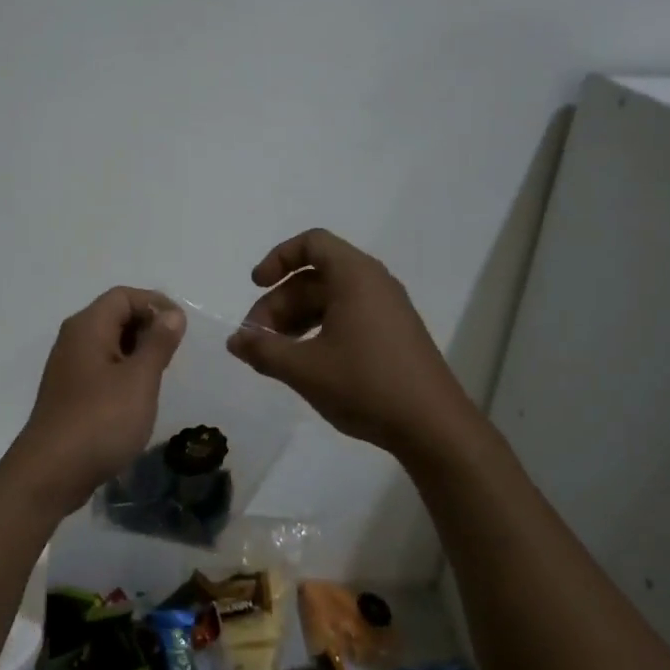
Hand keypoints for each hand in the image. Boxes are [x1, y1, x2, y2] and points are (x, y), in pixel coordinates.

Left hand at [4, 287, 186, 512]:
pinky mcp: (69, 393)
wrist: (51, 473)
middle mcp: (73, 339)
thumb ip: (158, 343)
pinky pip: (101, 368)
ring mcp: (68, 367)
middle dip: (148, 327)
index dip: (155, 303)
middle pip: (114, 315)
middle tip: (175, 353)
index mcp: (88, 326)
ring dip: (137, 351)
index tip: (182, 328)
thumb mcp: (139, 380)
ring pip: (109, 343)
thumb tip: (172, 314)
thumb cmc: (101, 421)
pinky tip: (138, 396)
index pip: (123, 296)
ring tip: (161, 374)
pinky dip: (123, 371)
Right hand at [227, 229, 476, 459]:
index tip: (256, 286)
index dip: (278, 259)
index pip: (312, 243)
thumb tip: (235, 340)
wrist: (433, 426)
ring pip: (329, 300)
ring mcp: (387, 310)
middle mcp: (373, 284)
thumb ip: (263, 350)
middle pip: (314, 277)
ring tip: (274, 355)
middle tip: (255, 341)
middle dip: (279, 303)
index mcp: (355, 277)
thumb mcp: (304, 369)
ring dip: (295, 320)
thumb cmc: (366, 385)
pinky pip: (346, 317)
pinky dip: (318, 330)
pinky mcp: (392, 335)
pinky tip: (304, 363)